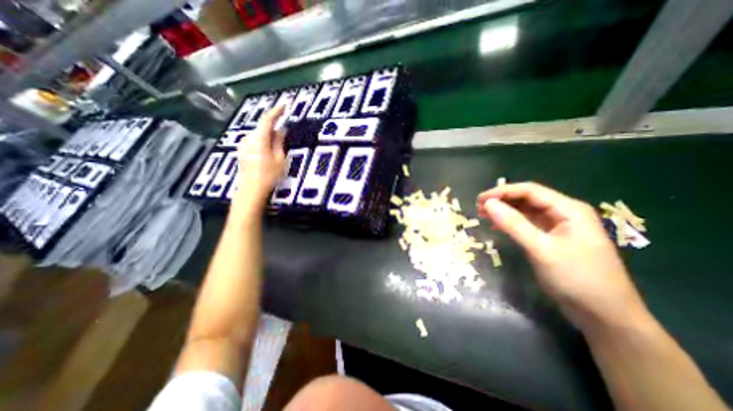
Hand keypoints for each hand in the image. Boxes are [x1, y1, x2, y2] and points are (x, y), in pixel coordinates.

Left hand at [231, 107, 285, 212]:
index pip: (267, 119)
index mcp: (259, 139)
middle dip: (273, 127)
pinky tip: (269, 152)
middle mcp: (248, 139)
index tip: (284, 106)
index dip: (276, 111)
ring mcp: (243, 145)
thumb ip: (279, 142)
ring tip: (278, 145)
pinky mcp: (242, 152)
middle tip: (285, 131)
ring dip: (269, 135)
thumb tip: (281, 129)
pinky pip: (255, 142)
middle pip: (262, 127)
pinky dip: (263, 142)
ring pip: (258, 135)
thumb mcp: (279, 159)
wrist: (251, 189)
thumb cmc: (269, 175)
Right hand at [479, 182, 648, 333]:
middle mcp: (563, 213)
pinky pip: (527, 224)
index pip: (529, 191)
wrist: (604, 315)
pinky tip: (497, 226)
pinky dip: (510, 223)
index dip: (502, 192)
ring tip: (483, 215)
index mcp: (568, 209)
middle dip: (502, 200)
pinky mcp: (551, 239)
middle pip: (527, 198)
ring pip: (525, 211)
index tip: (480, 200)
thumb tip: (488, 204)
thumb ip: (514, 224)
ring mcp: (557, 226)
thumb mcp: (542, 249)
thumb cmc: (577, 279)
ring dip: (504, 211)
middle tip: (478, 208)